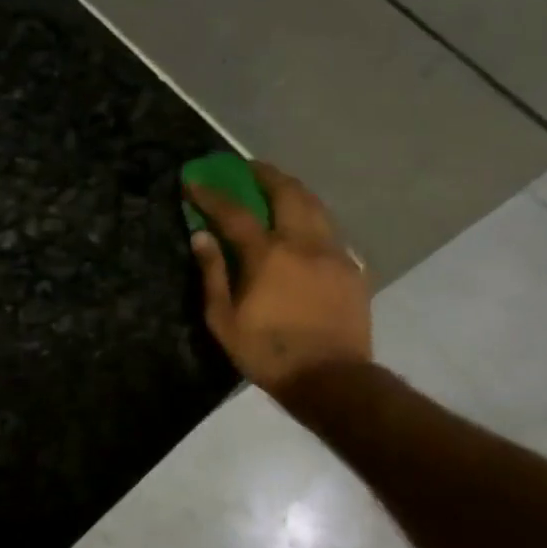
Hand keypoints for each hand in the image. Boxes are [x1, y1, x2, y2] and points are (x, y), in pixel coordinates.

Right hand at [186, 160, 371, 394]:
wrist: (332, 379)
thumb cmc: (269, 353)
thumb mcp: (224, 320)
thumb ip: (213, 273)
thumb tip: (201, 236)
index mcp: (268, 254)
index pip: (234, 212)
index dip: (211, 194)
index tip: (193, 181)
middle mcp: (303, 243)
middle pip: (287, 192)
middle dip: (265, 174)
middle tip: (248, 167)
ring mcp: (333, 253)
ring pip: (316, 206)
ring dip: (294, 190)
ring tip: (278, 187)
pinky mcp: (352, 269)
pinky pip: (331, 231)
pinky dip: (313, 218)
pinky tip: (306, 227)